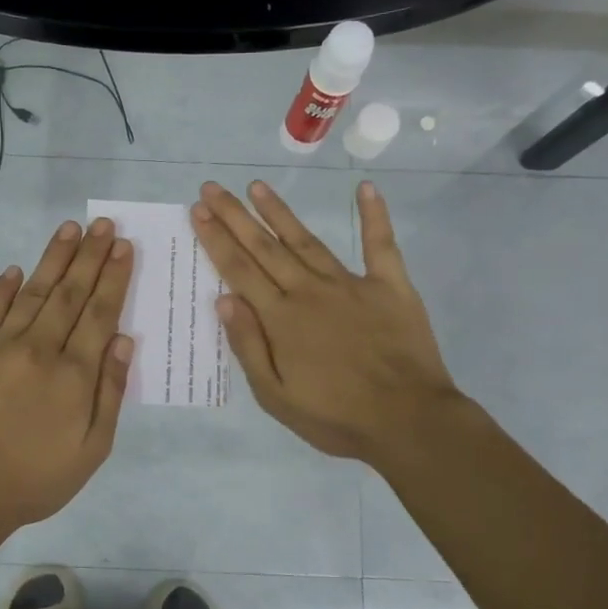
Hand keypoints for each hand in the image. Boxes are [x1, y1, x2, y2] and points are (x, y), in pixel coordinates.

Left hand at [0, 217, 134, 534]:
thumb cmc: (36, 479)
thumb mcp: (92, 449)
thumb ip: (109, 391)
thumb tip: (123, 339)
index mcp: (74, 374)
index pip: (100, 312)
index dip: (114, 277)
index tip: (124, 247)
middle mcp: (39, 349)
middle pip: (69, 293)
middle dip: (90, 256)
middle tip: (103, 223)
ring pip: (32, 292)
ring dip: (53, 259)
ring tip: (70, 229)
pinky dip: (2, 288)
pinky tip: (15, 269)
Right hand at [191, 180, 461, 466]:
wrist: (409, 422)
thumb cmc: (336, 417)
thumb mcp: (276, 396)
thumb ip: (248, 346)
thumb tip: (223, 299)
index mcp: (281, 319)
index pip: (239, 270)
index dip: (216, 238)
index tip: (198, 210)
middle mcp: (309, 291)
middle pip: (265, 247)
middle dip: (235, 216)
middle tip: (212, 188)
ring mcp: (351, 284)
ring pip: (306, 240)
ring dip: (279, 212)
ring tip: (256, 186)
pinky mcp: (390, 286)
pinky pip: (380, 244)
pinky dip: (374, 215)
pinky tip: (365, 188)